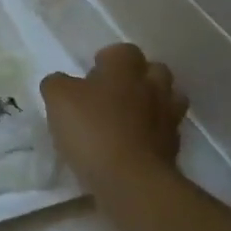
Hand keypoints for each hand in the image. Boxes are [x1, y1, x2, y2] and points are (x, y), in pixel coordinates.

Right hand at [41, 44, 188, 186]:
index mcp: (125, 70)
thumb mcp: (57, 98)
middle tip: (112, 94)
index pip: (123, 50)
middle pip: (155, 71)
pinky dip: (151, 135)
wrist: (131, 180)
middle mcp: (152, 88)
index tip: (91, 75)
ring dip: (150, 105)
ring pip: (167, 100)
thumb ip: (57, 83)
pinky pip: (164, 132)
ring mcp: (168, 119)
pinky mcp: (173, 149)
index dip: (107, 59)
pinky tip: (131, 145)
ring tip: (126, 119)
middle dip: (137, 78)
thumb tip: (62, 83)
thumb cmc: (92, 129)